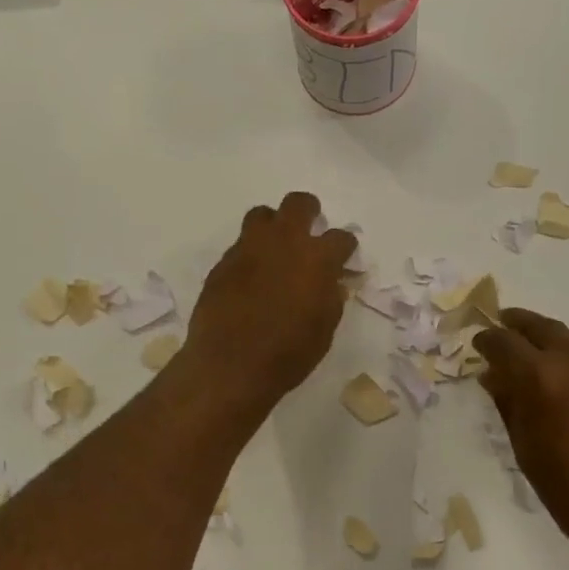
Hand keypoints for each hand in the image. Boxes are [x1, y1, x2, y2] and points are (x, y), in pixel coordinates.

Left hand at [185, 193, 356, 413]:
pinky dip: (251, 253)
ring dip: (274, 225)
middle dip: (309, 211)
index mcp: (317, 259)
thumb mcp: (324, 329)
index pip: (341, 238)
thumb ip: (331, 297)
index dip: (345, 247)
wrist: (230, 365)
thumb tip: (332, 281)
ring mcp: (250, 248)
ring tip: (275, 247)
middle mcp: (284, 242)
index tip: (343, 257)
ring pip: (263, 215)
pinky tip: (251, 276)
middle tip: (309, 228)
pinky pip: (241, 244)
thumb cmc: (289, 354)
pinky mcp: (223, 262)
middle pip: (299, 204)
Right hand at [475, 308, 568, 562]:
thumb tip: (493, 377)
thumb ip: (509, 406)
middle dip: (516, 325)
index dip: (486, 341)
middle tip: (503, 328)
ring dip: (549, 338)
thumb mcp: (527, 451)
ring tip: (538, 353)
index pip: (502, 342)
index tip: (479, 345)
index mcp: (539, 376)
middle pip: (538, 326)